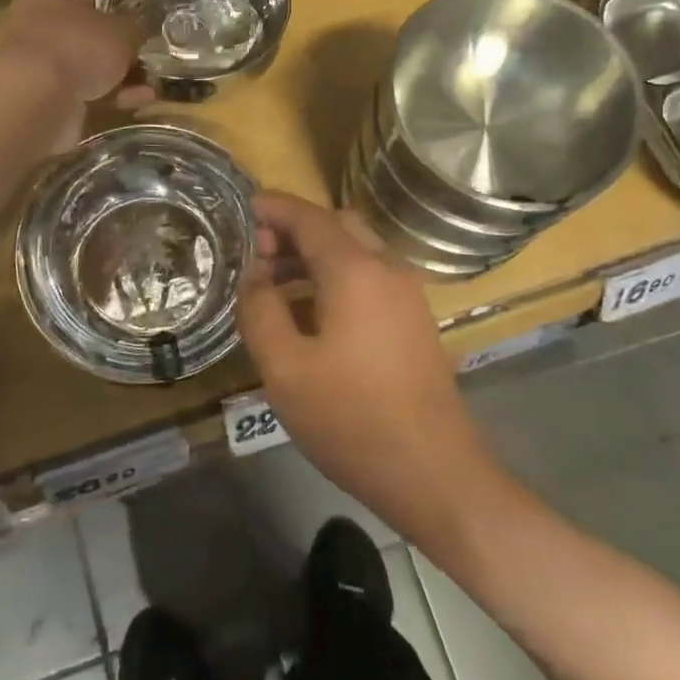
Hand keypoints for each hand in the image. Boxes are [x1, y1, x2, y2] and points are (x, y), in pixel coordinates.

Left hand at [0, 0, 145, 95]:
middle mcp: (33, 26)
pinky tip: (135, 104)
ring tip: (149, 88)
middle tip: (145, 60)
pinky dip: (106, 98)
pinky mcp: (37, 98)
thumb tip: (138, 32)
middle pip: (84, 37)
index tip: (138, 27)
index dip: (115, 12)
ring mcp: (33, 65)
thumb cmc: (78, 47)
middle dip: (115, 52)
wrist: (37, 99)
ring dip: (116, 79)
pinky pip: (80, 94)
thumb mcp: (122, 30)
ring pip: (84, 68)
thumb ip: (133, 28)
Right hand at [236, 192, 496, 542]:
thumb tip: (254, 275)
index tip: (245, 206)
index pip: (310, 218)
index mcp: (356, 270)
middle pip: (336, 227)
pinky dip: (336, 276)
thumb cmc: (351, 419)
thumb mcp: (285, 369)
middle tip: (256, 252)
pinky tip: (311, 312)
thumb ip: (260, 311)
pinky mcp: (415, 320)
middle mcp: (387, 269)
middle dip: (294, 230)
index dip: (275, 208)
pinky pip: (370, 277)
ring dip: (315, 255)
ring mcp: (407, 294)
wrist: (434, 473)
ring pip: (356, 252)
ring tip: (274, 283)